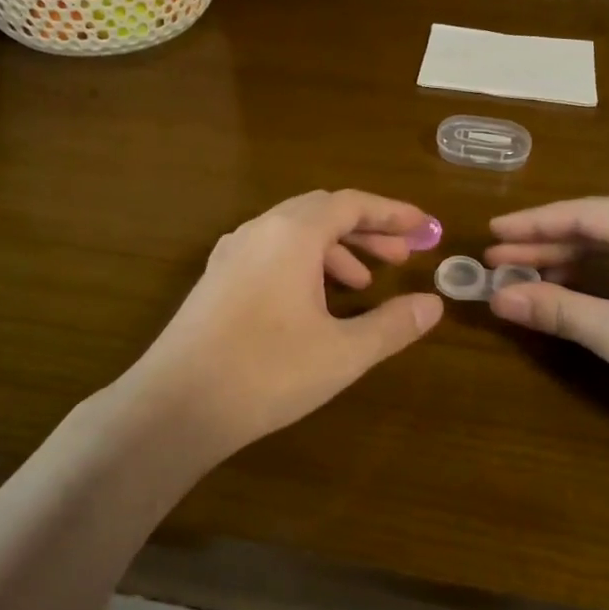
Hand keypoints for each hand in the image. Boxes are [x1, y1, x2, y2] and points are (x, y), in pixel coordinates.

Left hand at [125, 190, 443, 457]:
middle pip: (323, 212)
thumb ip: (392, 325)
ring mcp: (232, 252)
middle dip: (366, 230)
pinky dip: (304, 264)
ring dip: (335, 250)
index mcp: (292, 233)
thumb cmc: (267, 372)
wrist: (176, 405)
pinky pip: (271, 252)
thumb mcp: (342, 352)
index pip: (351, 204)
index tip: (424, 228)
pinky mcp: (217, 278)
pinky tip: (314, 302)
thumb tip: (432, 304)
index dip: (392, 213)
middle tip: (401, 256)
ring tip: (362, 286)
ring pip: (294, 233)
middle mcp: (260, 230)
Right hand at [484, 194, 608, 452]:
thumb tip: (497, 298)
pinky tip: (586, 282)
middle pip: (604, 222)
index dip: (533, 225)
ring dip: (580, 255)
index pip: (585, 213)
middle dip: (552, 242)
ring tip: (534, 271)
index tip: (491, 234)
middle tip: (503, 258)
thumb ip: (555, 308)